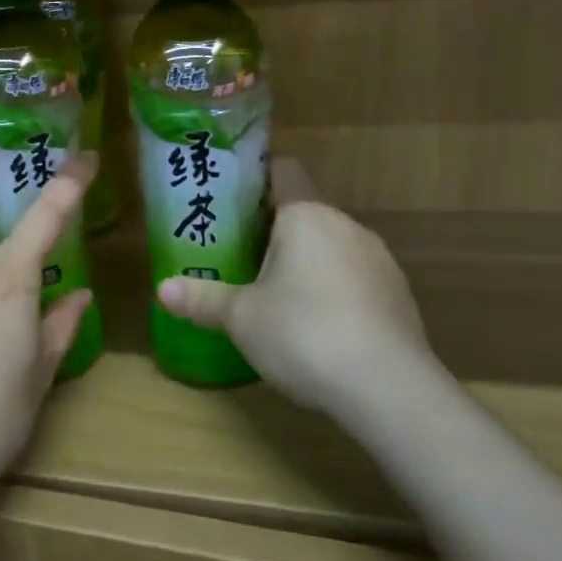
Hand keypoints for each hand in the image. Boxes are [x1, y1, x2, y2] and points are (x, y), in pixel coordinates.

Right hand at [159, 158, 431, 417]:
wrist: (389, 389)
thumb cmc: (303, 334)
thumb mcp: (241, 318)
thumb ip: (202, 300)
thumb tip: (161, 290)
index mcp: (305, 216)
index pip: (284, 171)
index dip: (259, 176)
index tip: (235, 196)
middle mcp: (346, 226)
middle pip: (305, 213)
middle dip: (276, 232)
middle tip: (242, 258)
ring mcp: (379, 260)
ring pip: (333, 247)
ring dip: (309, 263)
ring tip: (280, 298)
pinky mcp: (400, 296)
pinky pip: (357, 279)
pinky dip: (337, 292)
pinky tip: (322, 330)